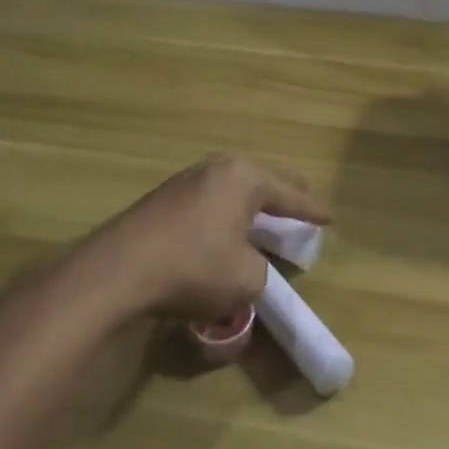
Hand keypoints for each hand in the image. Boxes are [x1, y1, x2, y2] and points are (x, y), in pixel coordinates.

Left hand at [76, 155, 330, 322]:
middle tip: (303, 205)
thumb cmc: (194, 267)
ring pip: (233, 188)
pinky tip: (225, 228)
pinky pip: (210, 200)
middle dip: (285, 194)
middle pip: (262, 180)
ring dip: (251, 203)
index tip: (330, 217)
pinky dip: (226, 212)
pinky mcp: (163, 198)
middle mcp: (217, 168)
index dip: (312, 210)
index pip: (290, 194)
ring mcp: (186, 179)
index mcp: (245, 178)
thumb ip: (262, 269)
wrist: (119, 270)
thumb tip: (249, 264)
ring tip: (266, 215)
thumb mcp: (246, 280)